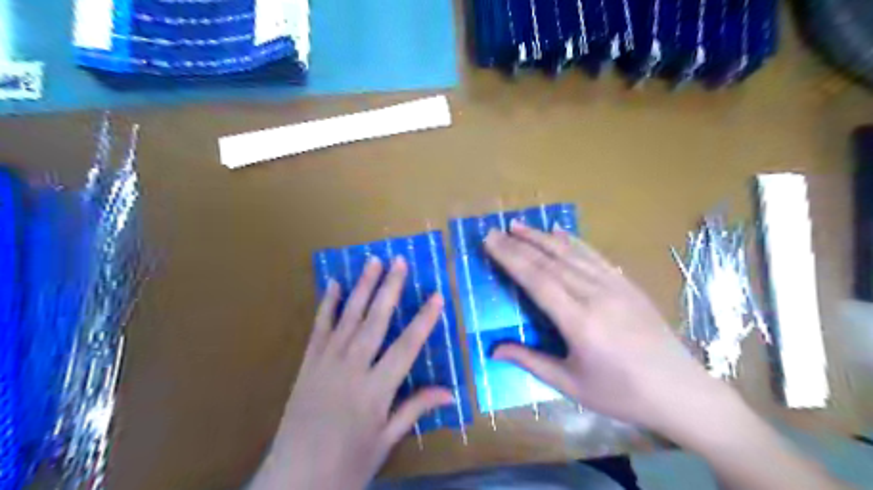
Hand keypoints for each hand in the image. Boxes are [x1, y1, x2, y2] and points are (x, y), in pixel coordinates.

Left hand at [249, 256, 453, 489]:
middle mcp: (351, 368)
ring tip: (372, 261)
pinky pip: (319, 328)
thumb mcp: (386, 440)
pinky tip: (335, 285)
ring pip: (349, 317)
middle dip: (390, 289)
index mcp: (375, 390)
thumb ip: (415, 409)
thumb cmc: (347, 464)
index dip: (424, 320)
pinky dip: (328, 305)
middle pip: (376, 321)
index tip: (437, 296)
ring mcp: (326, 362)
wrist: (292, 481)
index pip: (406, 347)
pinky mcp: (308, 364)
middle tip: (399, 261)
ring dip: (362, 287)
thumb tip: (450, 393)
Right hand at [484, 221, 734, 435]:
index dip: (511, 258)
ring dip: (542, 237)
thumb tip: (493, 349)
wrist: (682, 391)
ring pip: (571, 253)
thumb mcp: (572, 385)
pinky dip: (574, 241)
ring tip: (519, 225)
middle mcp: (596, 296)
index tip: (490, 241)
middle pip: (550, 262)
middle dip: (519, 244)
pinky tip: (560, 231)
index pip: (537, 280)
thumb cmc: (622, 394)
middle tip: (495, 230)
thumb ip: (531, 361)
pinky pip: (595, 256)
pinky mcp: (628, 284)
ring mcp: (615, 286)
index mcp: (579, 322)